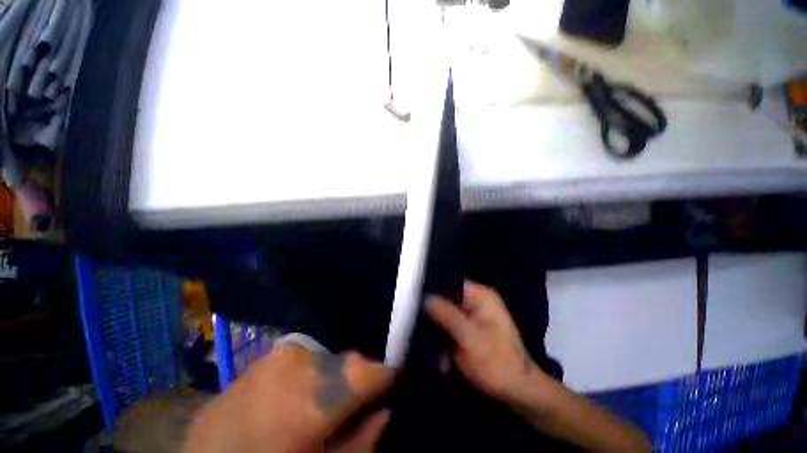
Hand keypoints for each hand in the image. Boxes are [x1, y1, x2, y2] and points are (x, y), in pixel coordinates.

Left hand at [183, 345, 393, 452]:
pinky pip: (299, 360)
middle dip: (357, 380)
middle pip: (350, 362)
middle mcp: (302, 364)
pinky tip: (293, 398)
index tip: (392, 385)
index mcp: (319, 395)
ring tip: (319, 404)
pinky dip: (307, 375)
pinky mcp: (260, 360)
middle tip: (352, 403)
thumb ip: (362, 442)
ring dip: (331, 378)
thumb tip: (385, 412)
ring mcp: (277, 358)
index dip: (388, 377)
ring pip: (326, 359)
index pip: (373, 369)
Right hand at [426, 281, 544, 402]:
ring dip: (437, 328)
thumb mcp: (470, 339)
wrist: (518, 392)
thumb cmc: (497, 363)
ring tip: (427, 341)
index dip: (433, 289)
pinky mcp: (470, 329)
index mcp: (481, 296)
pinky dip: (443, 338)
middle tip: (417, 323)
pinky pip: (450, 326)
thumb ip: (448, 316)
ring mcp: (473, 316)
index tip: (415, 299)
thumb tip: (426, 297)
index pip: (451, 283)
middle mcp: (477, 301)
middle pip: (447, 298)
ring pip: (446, 313)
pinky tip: (439, 354)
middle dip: (433, 312)